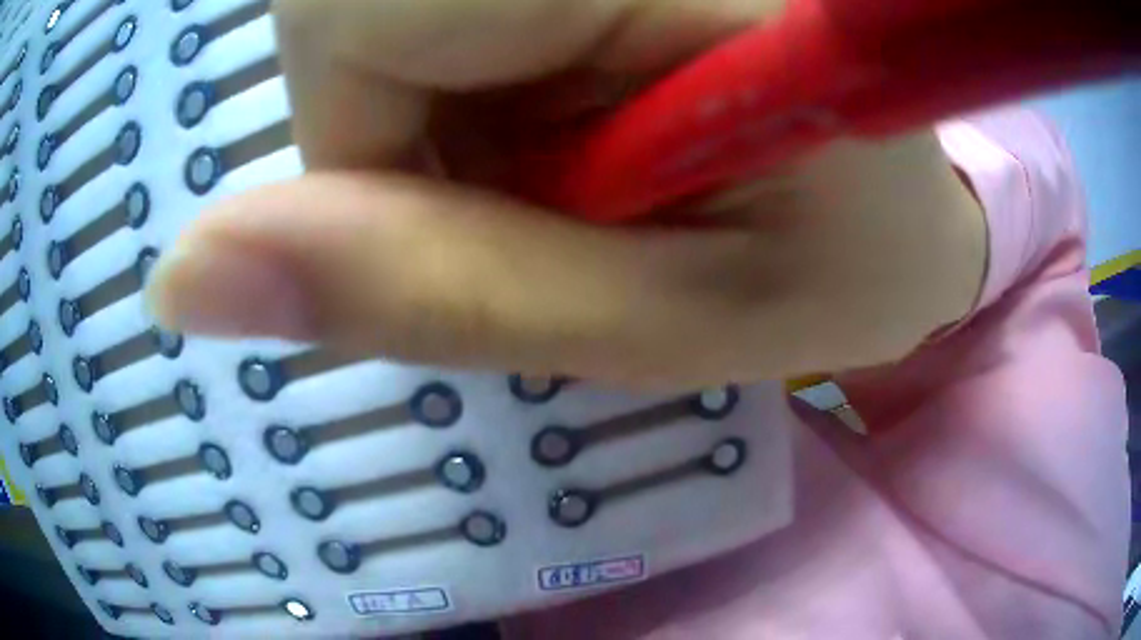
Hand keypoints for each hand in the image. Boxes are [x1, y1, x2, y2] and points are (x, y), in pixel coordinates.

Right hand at [147, 0, 986, 388]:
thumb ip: (420, 291)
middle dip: (399, 121)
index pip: (351, 15)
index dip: (361, 143)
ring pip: (381, 3)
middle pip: (351, 4)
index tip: (488, 213)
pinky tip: (589, 104)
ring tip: (587, 152)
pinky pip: (444, 7)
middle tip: (552, 187)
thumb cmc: (843, 269)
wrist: (916, 217)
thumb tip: (182, 281)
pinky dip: (474, 71)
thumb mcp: (662, 319)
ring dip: (440, 100)